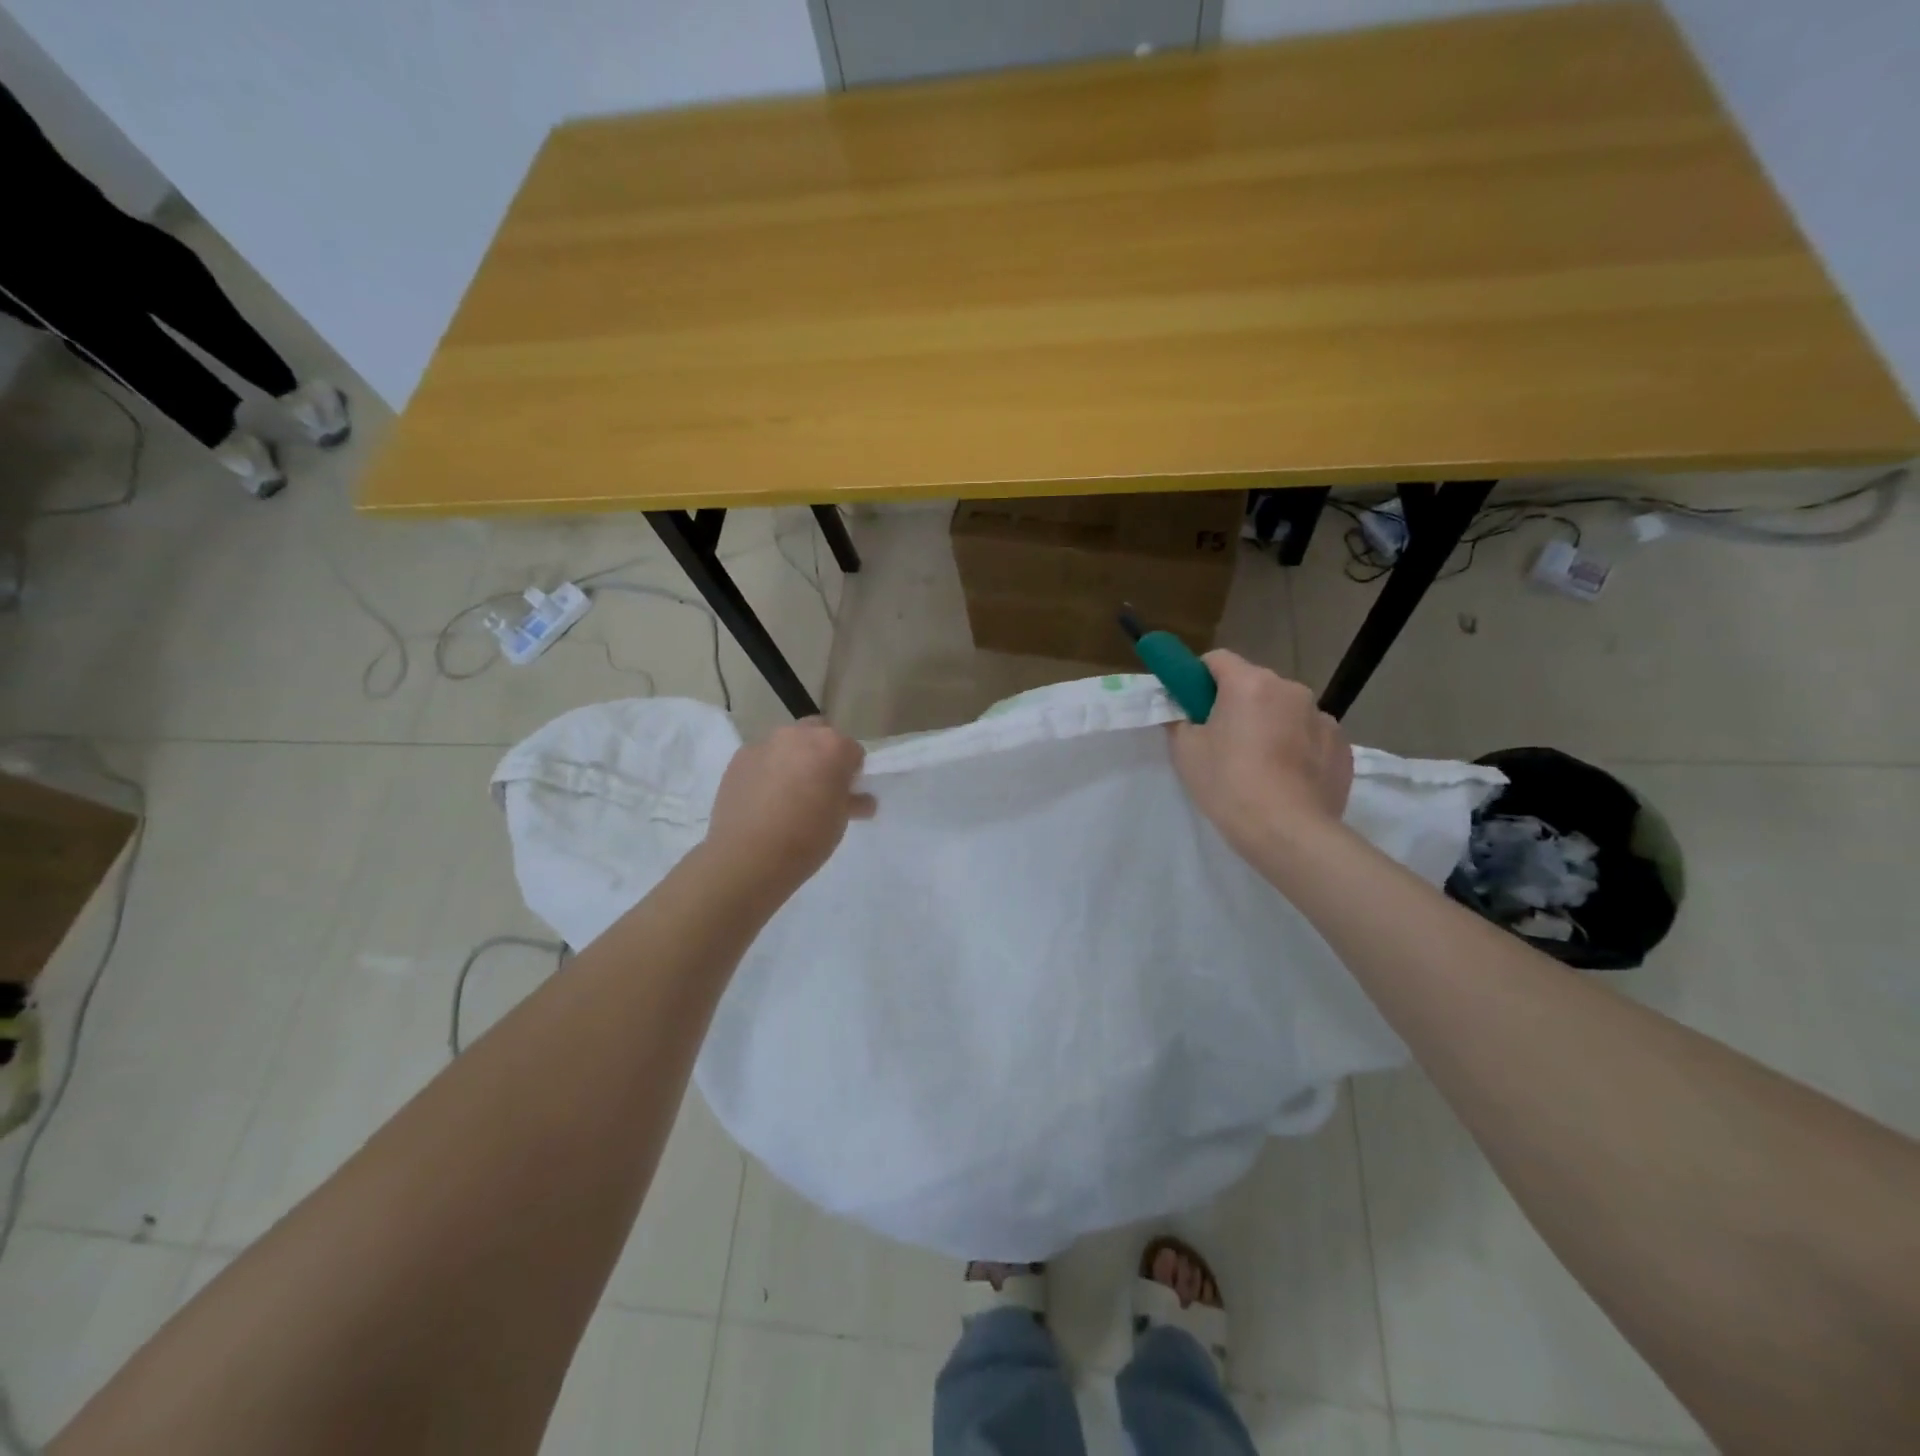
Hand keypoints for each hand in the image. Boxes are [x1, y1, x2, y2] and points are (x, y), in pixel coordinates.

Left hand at [706, 718, 874, 894]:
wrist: (746, 856)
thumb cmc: (806, 839)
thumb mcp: (839, 822)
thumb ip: (851, 801)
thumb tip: (861, 799)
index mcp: (833, 746)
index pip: (853, 751)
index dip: (852, 773)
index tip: (845, 794)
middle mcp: (799, 735)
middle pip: (819, 735)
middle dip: (822, 754)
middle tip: (818, 788)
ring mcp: (765, 743)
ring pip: (788, 743)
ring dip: (793, 759)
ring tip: (786, 794)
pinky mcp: (739, 757)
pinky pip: (762, 757)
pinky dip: (766, 770)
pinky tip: (762, 799)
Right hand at [1168, 650, 1352, 858]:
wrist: (1288, 832)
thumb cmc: (1229, 784)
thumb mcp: (1185, 752)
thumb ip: (1179, 721)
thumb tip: (1183, 712)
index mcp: (1249, 683)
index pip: (1218, 659)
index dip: (1199, 677)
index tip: (1192, 703)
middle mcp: (1290, 689)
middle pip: (1254, 684)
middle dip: (1237, 703)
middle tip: (1222, 740)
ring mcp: (1322, 717)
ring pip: (1285, 710)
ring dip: (1270, 724)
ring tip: (1259, 765)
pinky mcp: (1342, 745)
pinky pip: (1310, 735)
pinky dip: (1297, 747)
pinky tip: (1287, 778)